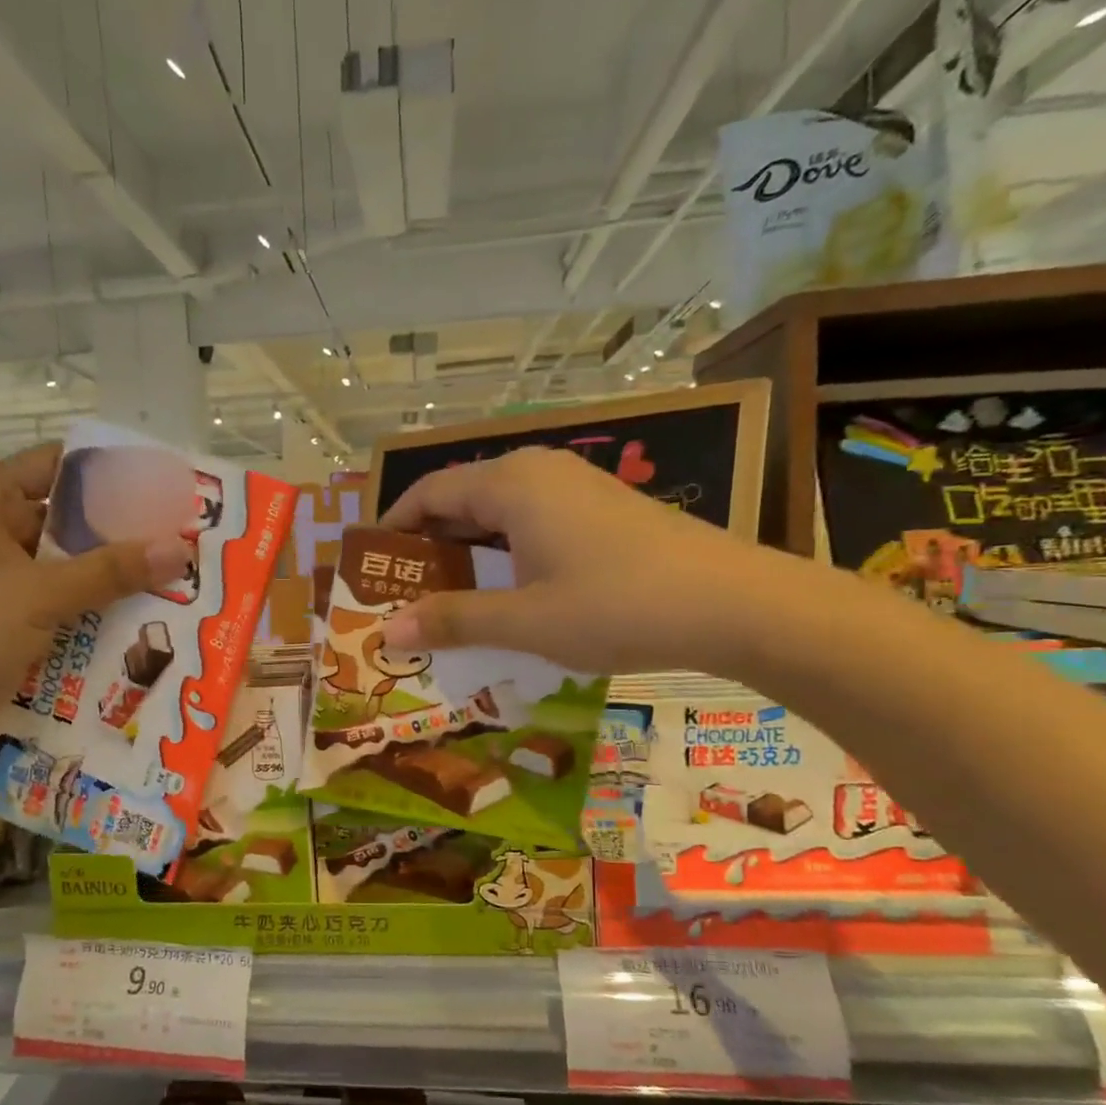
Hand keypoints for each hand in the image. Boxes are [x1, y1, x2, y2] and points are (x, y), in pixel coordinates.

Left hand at [0, 443, 191, 750]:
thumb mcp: (37, 595)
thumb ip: (109, 571)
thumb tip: (181, 548)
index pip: (63, 465)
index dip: (113, 471)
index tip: (167, 485)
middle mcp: (1, 533)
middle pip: (75, 520)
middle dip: (127, 532)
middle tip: (188, 540)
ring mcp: (7, 581)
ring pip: (74, 568)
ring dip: (118, 578)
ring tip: (182, 581)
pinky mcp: (14, 622)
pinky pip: (67, 607)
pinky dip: (99, 612)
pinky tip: (147, 622)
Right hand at [378, 447, 788, 674]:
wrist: (735, 604)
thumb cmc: (618, 605)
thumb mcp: (525, 620)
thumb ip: (453, 620)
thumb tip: (387, 632)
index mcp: (509, 482)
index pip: (427, 492)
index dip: (392, 529)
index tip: (369, 571)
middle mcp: (537, 472)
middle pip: (459, 501)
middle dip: (426, 550)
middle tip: (401, 599)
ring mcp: (573, 489)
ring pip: (496, 516)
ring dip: (466, 558)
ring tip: (445, 606)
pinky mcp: (599, 511)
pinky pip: (529, 526)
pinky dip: (503, 558)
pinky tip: (504, 599)